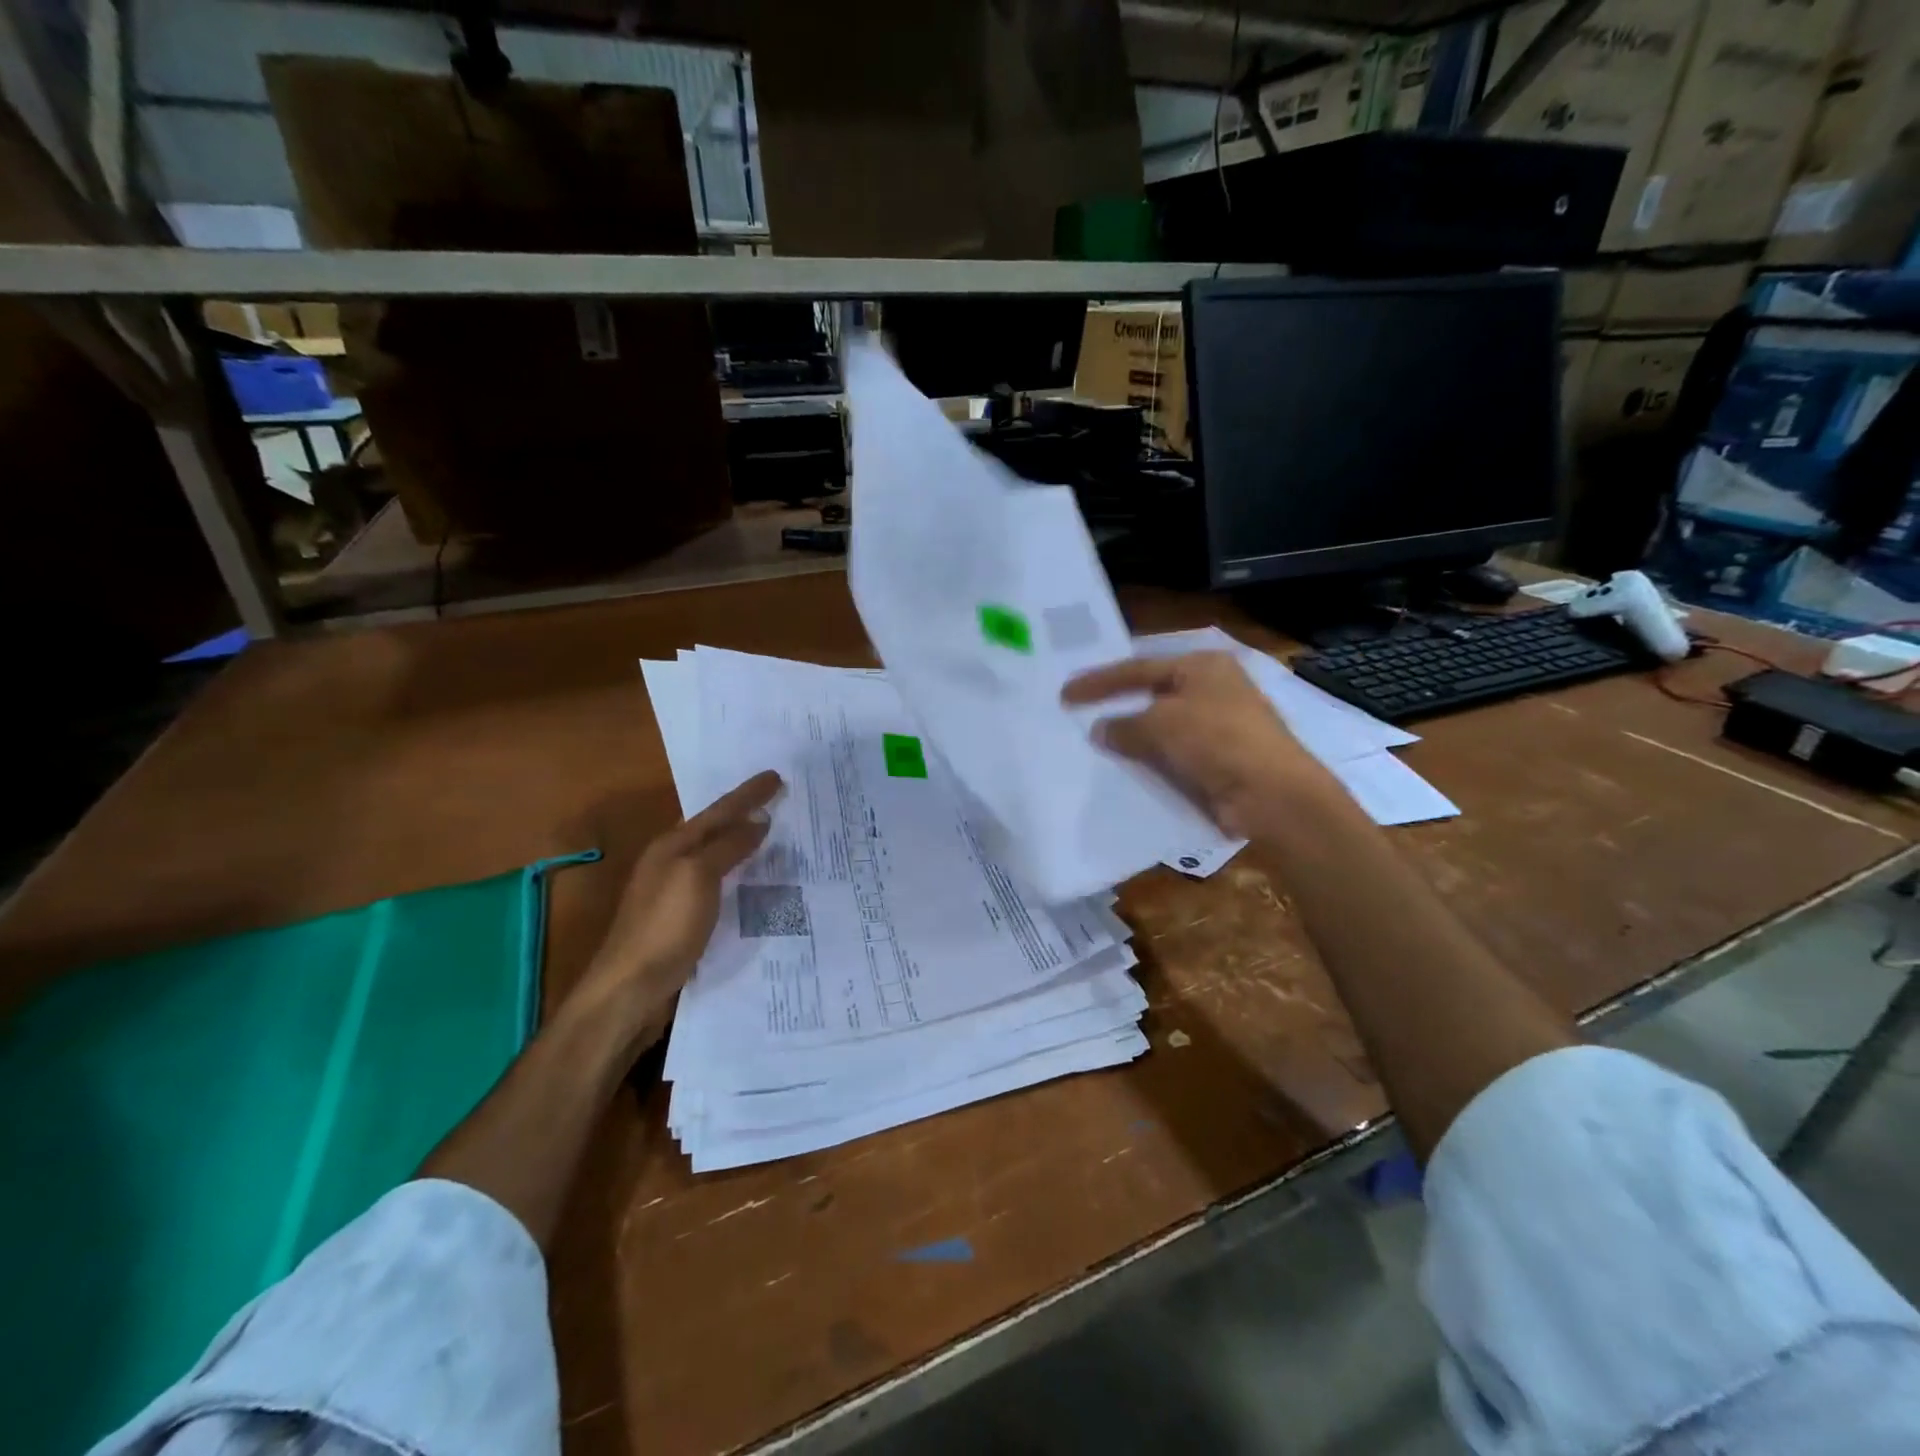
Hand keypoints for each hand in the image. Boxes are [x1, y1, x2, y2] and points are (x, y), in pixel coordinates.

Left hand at [570, 770, 782, 1037]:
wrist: (630, 988)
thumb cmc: (665, 926)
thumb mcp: (698, 877)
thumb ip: (728, 846)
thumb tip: (759, 820)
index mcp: (672, 845)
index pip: (719, 810)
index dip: (749, 793)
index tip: (777, 775)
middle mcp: (671, 862)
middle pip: (715, 828)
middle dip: (745, 812)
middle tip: (778, 799)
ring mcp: (675, 891)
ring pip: (717, 856)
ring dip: (743, 842)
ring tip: (775, 834)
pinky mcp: (683, 919)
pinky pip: (719, 883)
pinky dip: (739, 873)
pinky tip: (755, 881)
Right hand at [1063, 652, 1337, 838]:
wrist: (1271, 795)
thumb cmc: (1216, 741)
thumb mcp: (1160, 725)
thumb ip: (1124, 726)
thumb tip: (1100, 730)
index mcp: (1202, 665)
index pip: (1138, 667)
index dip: (1099, 681)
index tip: (1065, 693)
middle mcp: (1213, 688)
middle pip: (1151, 693)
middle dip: (1116, 706)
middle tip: (1078, 713)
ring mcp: (1219, 724)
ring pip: (1161, 727)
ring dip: (1132, 737)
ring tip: (1094, 744)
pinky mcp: (1220, 758)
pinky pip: (1173, 754)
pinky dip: (1150, 759)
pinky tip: (1126, 769)